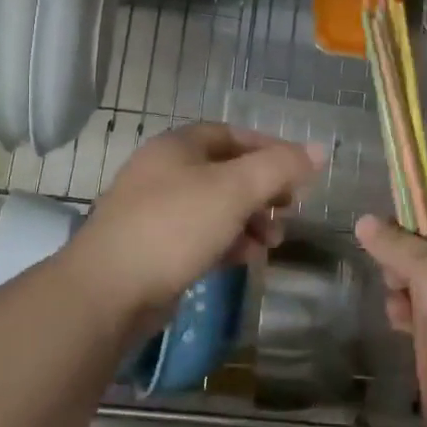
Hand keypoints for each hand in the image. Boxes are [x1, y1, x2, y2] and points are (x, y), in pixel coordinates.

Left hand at [65, 122, 324, 337]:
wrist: (107, 291)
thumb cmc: (174, 227)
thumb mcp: (235, 190)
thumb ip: (279, 167)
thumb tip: (319, 150)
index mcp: (178, 146)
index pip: (233, 134)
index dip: (270, 149)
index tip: (301, 172)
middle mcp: (163, 172)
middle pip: (226, 172)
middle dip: (262, 191)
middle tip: (289, 211)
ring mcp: (154, 211)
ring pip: (214, 207)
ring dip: (248, 221)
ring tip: (271, 244)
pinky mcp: (151, 248)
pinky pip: (199, 236)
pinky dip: (226, 242)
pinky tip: (243, 259)